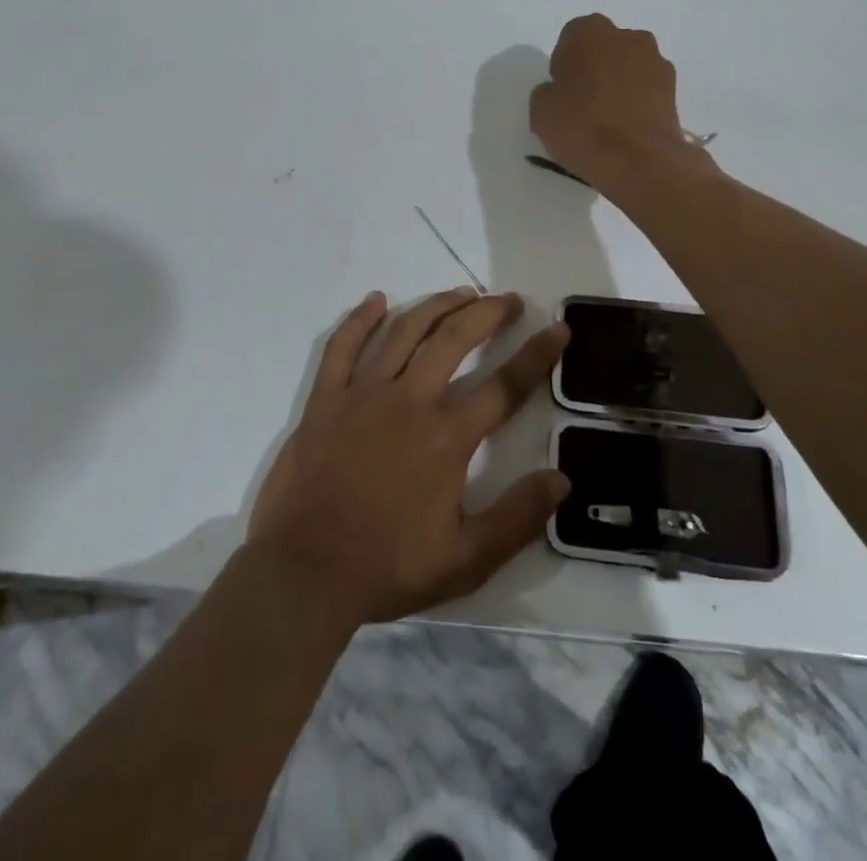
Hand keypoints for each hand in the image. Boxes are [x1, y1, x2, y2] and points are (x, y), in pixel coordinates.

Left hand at [247, 288, 570, 625]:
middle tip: (508, 300)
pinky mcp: (325, 399)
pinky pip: (342, 346)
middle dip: (488, 313)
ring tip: (462, 292)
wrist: (305, 574)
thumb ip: (517, 518)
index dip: (537, 354)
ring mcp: (362, 394)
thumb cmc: (388, 567)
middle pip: (454, 339)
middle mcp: (409, 401)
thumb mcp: (466, 560)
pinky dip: (360, 319)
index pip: (504, 386)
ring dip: (436, 305)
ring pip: (404, 331)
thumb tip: (561, 479)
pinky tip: (377, 299)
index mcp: (446, 437)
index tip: (557, 329)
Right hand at [530, 14, 701, 191]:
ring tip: (608, 120)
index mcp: (590, 31)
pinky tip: (627, 128)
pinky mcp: (674, 89)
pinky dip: (637, 102)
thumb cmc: (582, 127)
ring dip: (618, 84)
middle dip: (594, 69)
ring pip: (628, 67)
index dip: (564, 65)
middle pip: (604, 48)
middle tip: (583, 103)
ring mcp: (656, 61)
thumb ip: (548, 91)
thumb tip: (561, 93)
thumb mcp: (540, 110)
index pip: (570, 39)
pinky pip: (646, 89)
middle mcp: (627, 36)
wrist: (638, 160)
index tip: (561, 91)